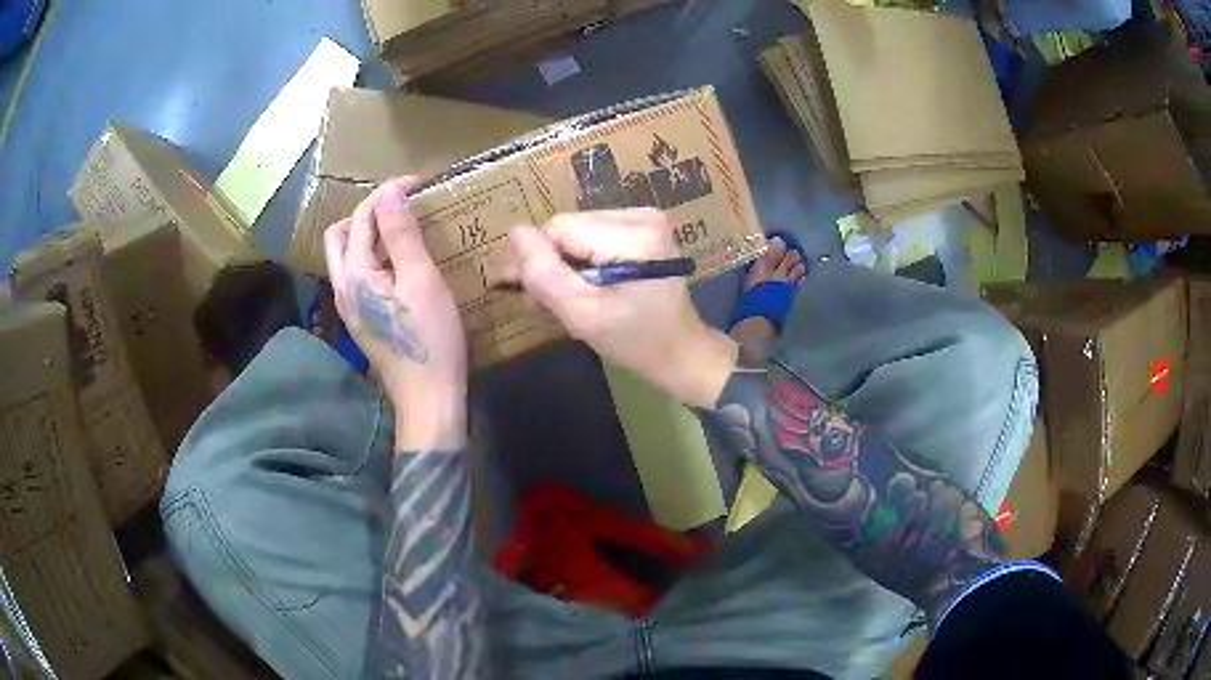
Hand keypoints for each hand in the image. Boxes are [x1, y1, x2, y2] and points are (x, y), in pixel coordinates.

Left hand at [324, 178, 467, 449]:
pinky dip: (373, 256)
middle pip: (339, 236)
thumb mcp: (421, 280)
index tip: (421, 182)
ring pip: (346, 256)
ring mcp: (349, 307)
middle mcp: (342, 288)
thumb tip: (389, 191)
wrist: (429, 398)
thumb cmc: (430, 339)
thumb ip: (401, 234)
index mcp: (355, 275)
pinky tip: (400, 261)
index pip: (362, 218)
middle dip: (366, 212)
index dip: (388, 193)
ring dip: (367, 234)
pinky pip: (357, 274)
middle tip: (401, 205)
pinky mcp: (361, 319)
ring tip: (402, 227)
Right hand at [507, 209, 736, 406]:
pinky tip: (589, 287)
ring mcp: (646, 218)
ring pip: (578, 231)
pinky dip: (584, 261)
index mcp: (633, 234)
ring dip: (567, 265)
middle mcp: (642, 214)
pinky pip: (595, 234)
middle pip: (569, 227)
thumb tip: (514, 233)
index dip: (538, 260)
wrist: (681, 351)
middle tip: (548, 304)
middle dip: (553, 264)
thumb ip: (544, 274)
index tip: (534, 298)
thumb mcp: (582, 314)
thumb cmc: (634, 341)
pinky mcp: (645, 227)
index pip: (558, 228)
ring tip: (571, 300)